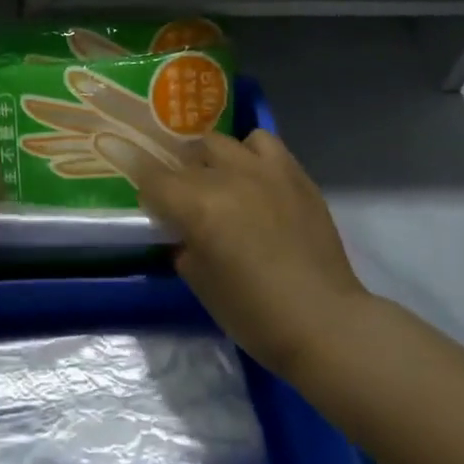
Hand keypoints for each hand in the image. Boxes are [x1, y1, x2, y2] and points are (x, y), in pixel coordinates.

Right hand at [103, 129, 366, 378]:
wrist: (325, 322)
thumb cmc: (255, 315)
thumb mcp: (201, 285)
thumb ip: (182, 246)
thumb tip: (179, 230)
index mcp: (197, 206)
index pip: (151, 176)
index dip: (139, 177)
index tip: (138, 186)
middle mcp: (226, 177)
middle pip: (184, 157)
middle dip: (176, 174)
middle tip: (181, 197)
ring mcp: (262, 169)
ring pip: (219, 142)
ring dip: (210, 159)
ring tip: (217, 180)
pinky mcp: (292, 172)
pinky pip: (261, 141)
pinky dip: (250, 152)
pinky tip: (253, 174)